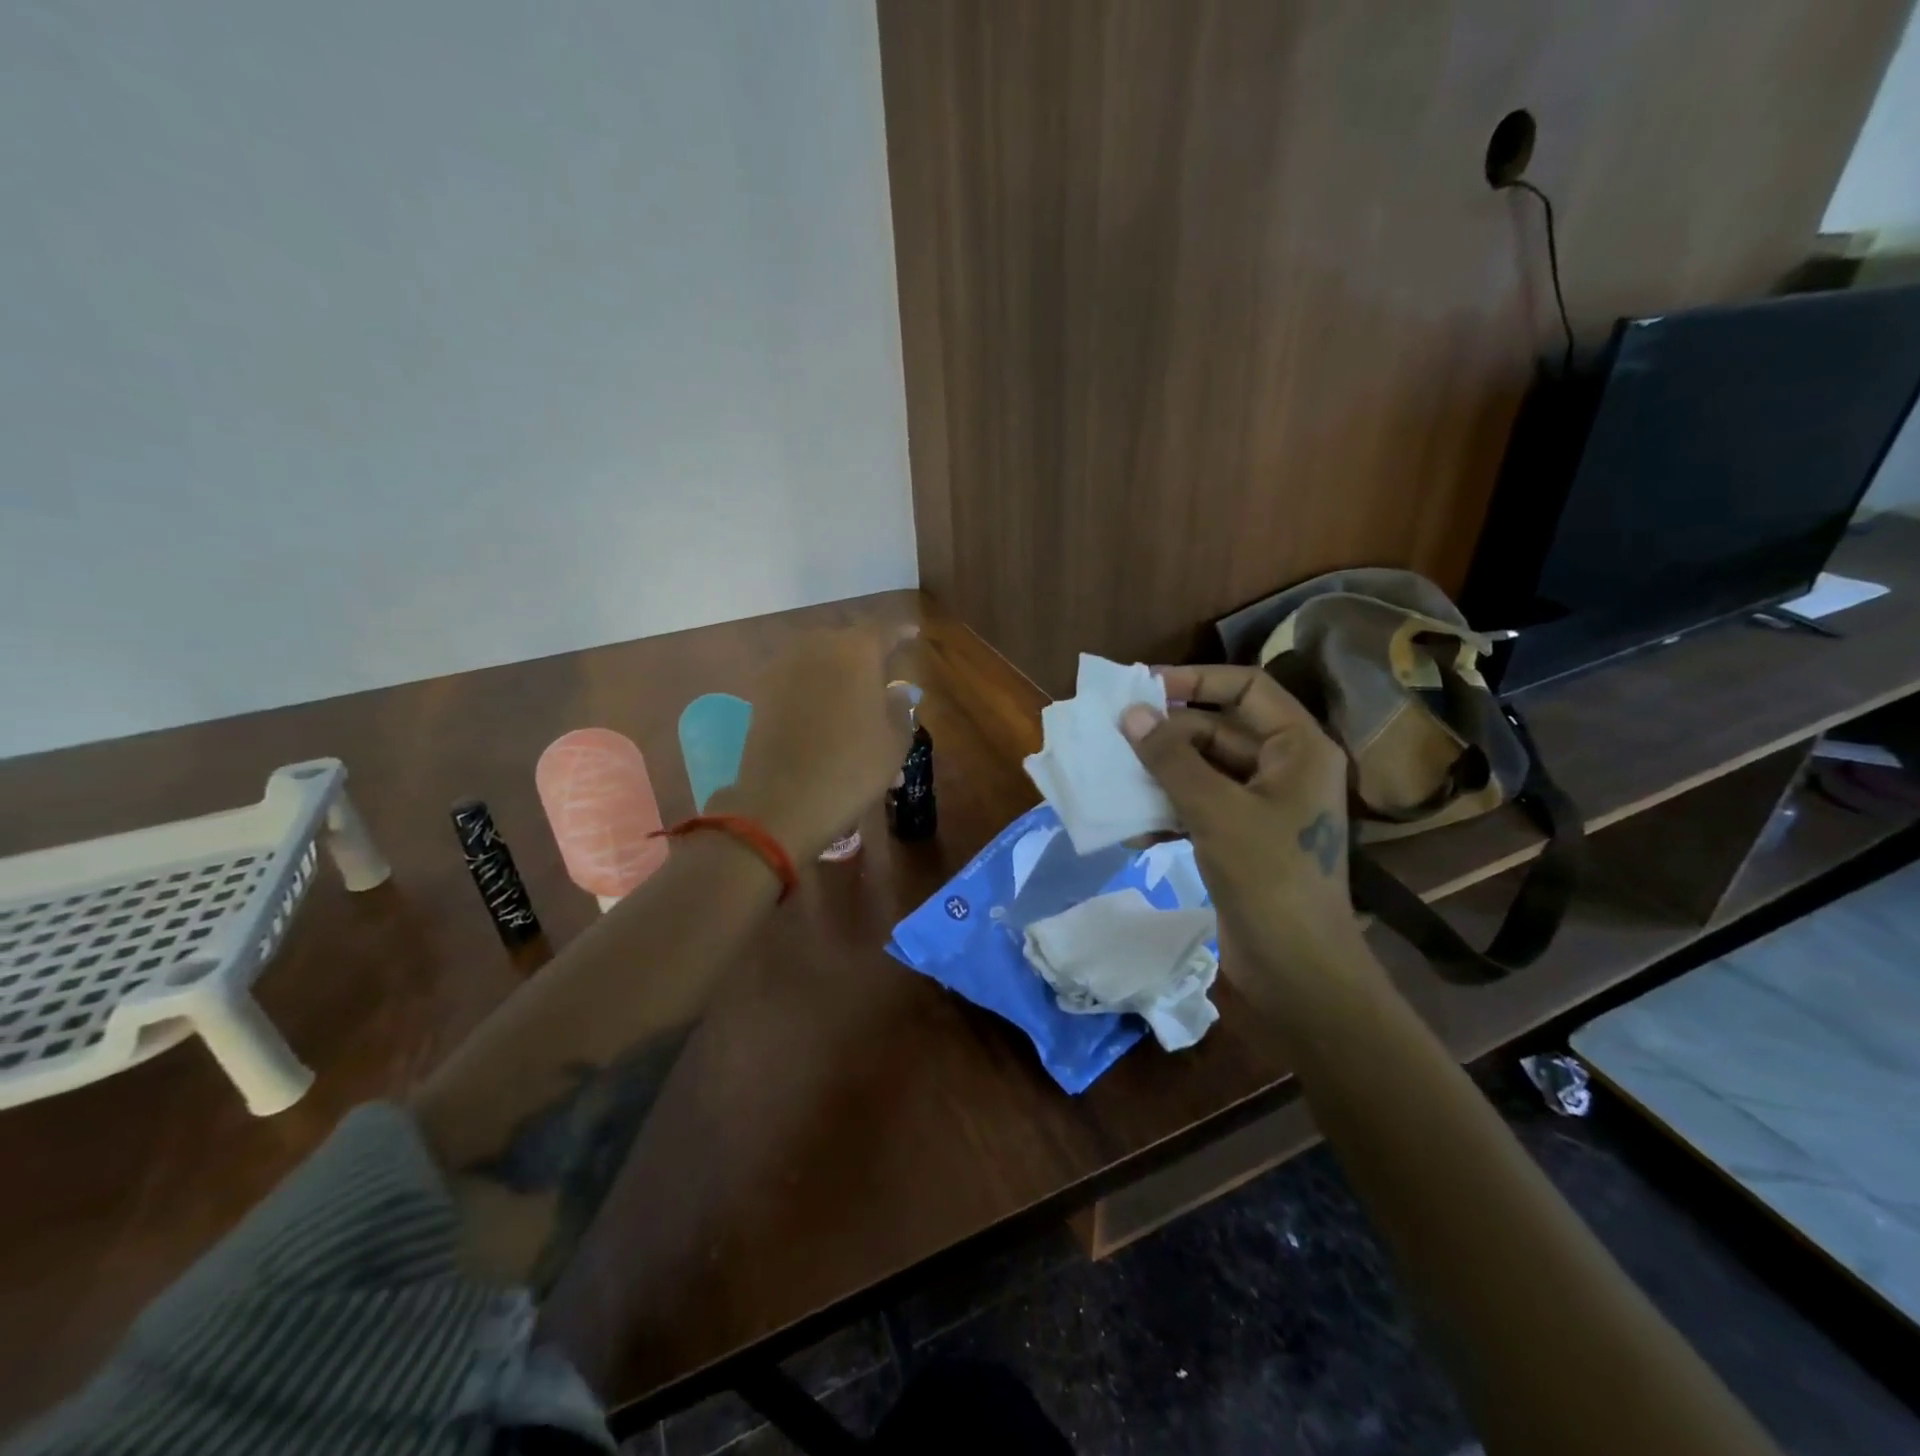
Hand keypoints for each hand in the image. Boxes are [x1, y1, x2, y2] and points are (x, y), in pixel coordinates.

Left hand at [719, 626, 915, 859]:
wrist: (782, 803)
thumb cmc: (851, 769)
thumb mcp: (894, 742)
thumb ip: (900, 707)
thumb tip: (899, 689)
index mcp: (856, 651)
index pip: (884, 629)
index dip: (901, 632)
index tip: (913, 634)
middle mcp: (817, 647)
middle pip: (847, 641)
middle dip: (866, 655)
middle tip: (882, 676)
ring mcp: (784, 668)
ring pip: (819, 659)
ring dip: (838, 673)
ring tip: (853, 701)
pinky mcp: (761, 692)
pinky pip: (797, 679)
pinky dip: (814, 690)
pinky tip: (824, 714)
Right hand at [1121, 665, 1363, 991]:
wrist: (1298, 969)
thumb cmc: (1268, 877)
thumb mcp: (1215, 810)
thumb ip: (1171, 758)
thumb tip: (1132, 713)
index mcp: (1298, 748)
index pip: (1247, 688)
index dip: (1196, 680)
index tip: (1144, 687)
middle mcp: (1284, 768)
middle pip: (1218, 730)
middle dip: (1167, 736)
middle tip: (1115, 740)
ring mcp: (1263, 806)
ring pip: (1203, 771)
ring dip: (1161, 776)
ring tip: (1115, 781)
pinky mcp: (1242, 840)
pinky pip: (1199, 808)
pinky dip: (1168, 813)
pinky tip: (1133, 832)